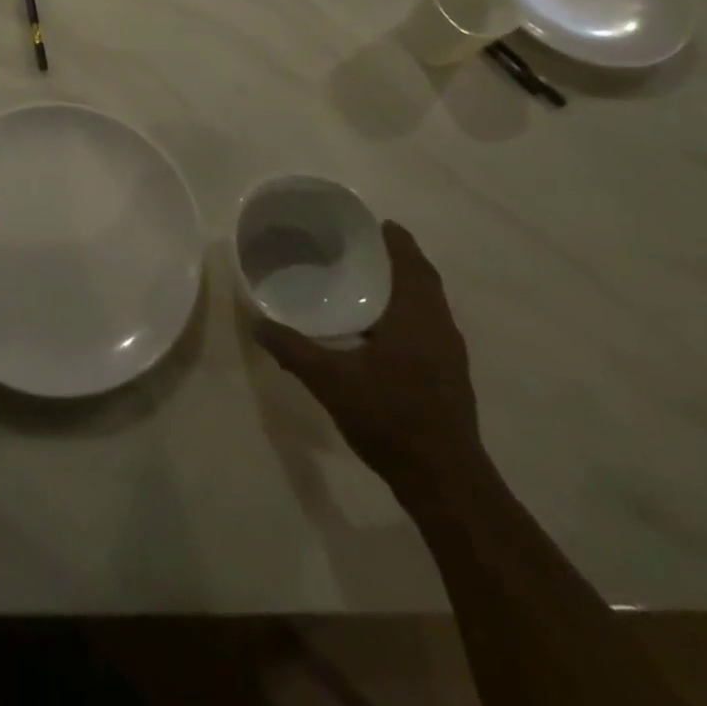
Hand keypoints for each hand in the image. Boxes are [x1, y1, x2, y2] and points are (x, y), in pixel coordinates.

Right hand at [257, 222, 479, 483]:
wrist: (444, 482)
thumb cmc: (390, 417)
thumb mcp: (330, 380)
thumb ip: (293, 348)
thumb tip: (256, 321)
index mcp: (418, 316)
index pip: (411, 262)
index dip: (397, 239)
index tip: (375, 223)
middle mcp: (440, 328)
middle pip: (423, 281)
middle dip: (398, 261)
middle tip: (362, 249)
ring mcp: (450, 356)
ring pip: (428, 307)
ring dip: (405, 289)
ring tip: (367, 284)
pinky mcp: (450, 379)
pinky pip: (429, 329)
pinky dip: (407, 316)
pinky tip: (380, 332)